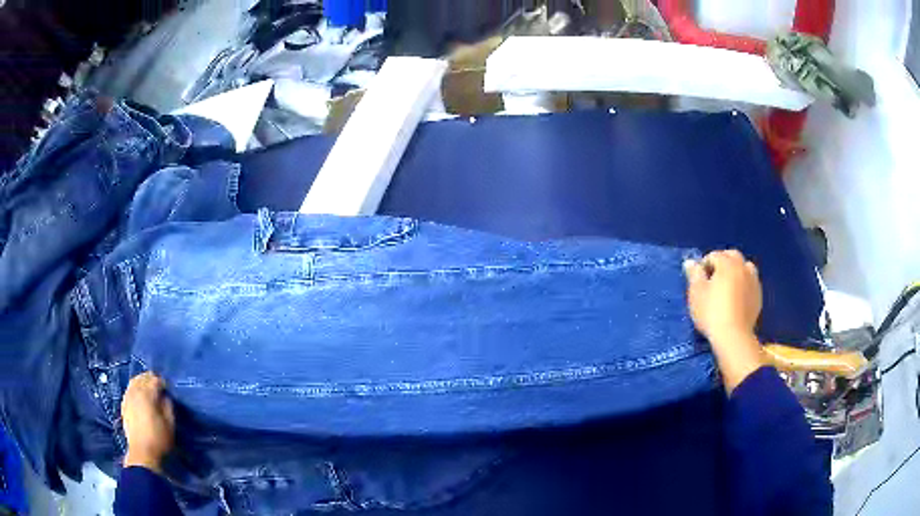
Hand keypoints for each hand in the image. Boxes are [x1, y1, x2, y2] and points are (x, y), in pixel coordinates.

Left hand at [121, 372, 174, 472]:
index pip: (155, 380)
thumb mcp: (170, 424)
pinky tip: (139, 397)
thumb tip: (165, 397)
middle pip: (142, 378)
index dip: (162, 383)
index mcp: (147, 395)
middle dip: (151, 379)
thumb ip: (168, 407)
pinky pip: (128, 390)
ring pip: (133, 382)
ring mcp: (127, 398)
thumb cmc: (159, 439)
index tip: (167, 389)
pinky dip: (134, 389)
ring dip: (141, 382)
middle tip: (159, 386)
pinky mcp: (123, 406)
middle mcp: (135, 392)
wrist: (142, 453)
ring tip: (148, 389)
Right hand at [684, 250, 765, 393]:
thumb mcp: (696, 293)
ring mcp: (753, 281)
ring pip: (745, 268)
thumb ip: (694, 274)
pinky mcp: (758, 297)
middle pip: (732, 256)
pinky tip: (737, 299)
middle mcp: (742, 267)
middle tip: (713, 280)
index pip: (713, 255)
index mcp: (727, 263)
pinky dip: (743, 285)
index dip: (703, 266)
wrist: (733, 337)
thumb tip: (690, 261)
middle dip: (722, 262)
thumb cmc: (711, 312)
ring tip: (727, 286)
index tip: (698, 281)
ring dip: (736, 271)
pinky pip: (750, 283)